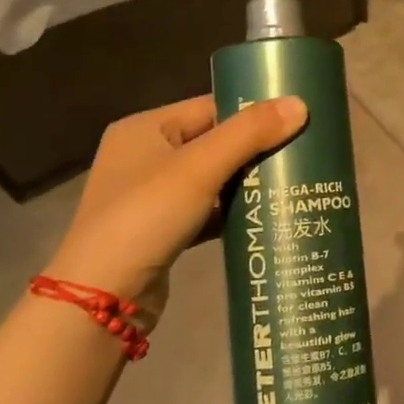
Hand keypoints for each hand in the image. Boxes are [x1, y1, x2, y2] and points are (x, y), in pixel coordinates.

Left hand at [43, 95, 306, 321]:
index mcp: (145, 128)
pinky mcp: (163, 231)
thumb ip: (249, 133)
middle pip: (214, 142)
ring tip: (295, 182)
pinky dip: (233, 213)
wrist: (100, 300)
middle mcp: (145, 156)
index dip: (252, 111)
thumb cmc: (145, 217)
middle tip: (303, 153)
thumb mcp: (199, 168)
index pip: (209, 106)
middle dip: (256, 150)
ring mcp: (152, 197)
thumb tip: (301, 103)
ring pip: (213, 179)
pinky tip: (267, 216)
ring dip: (248, 183)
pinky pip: (208, 211)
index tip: (297, 119)